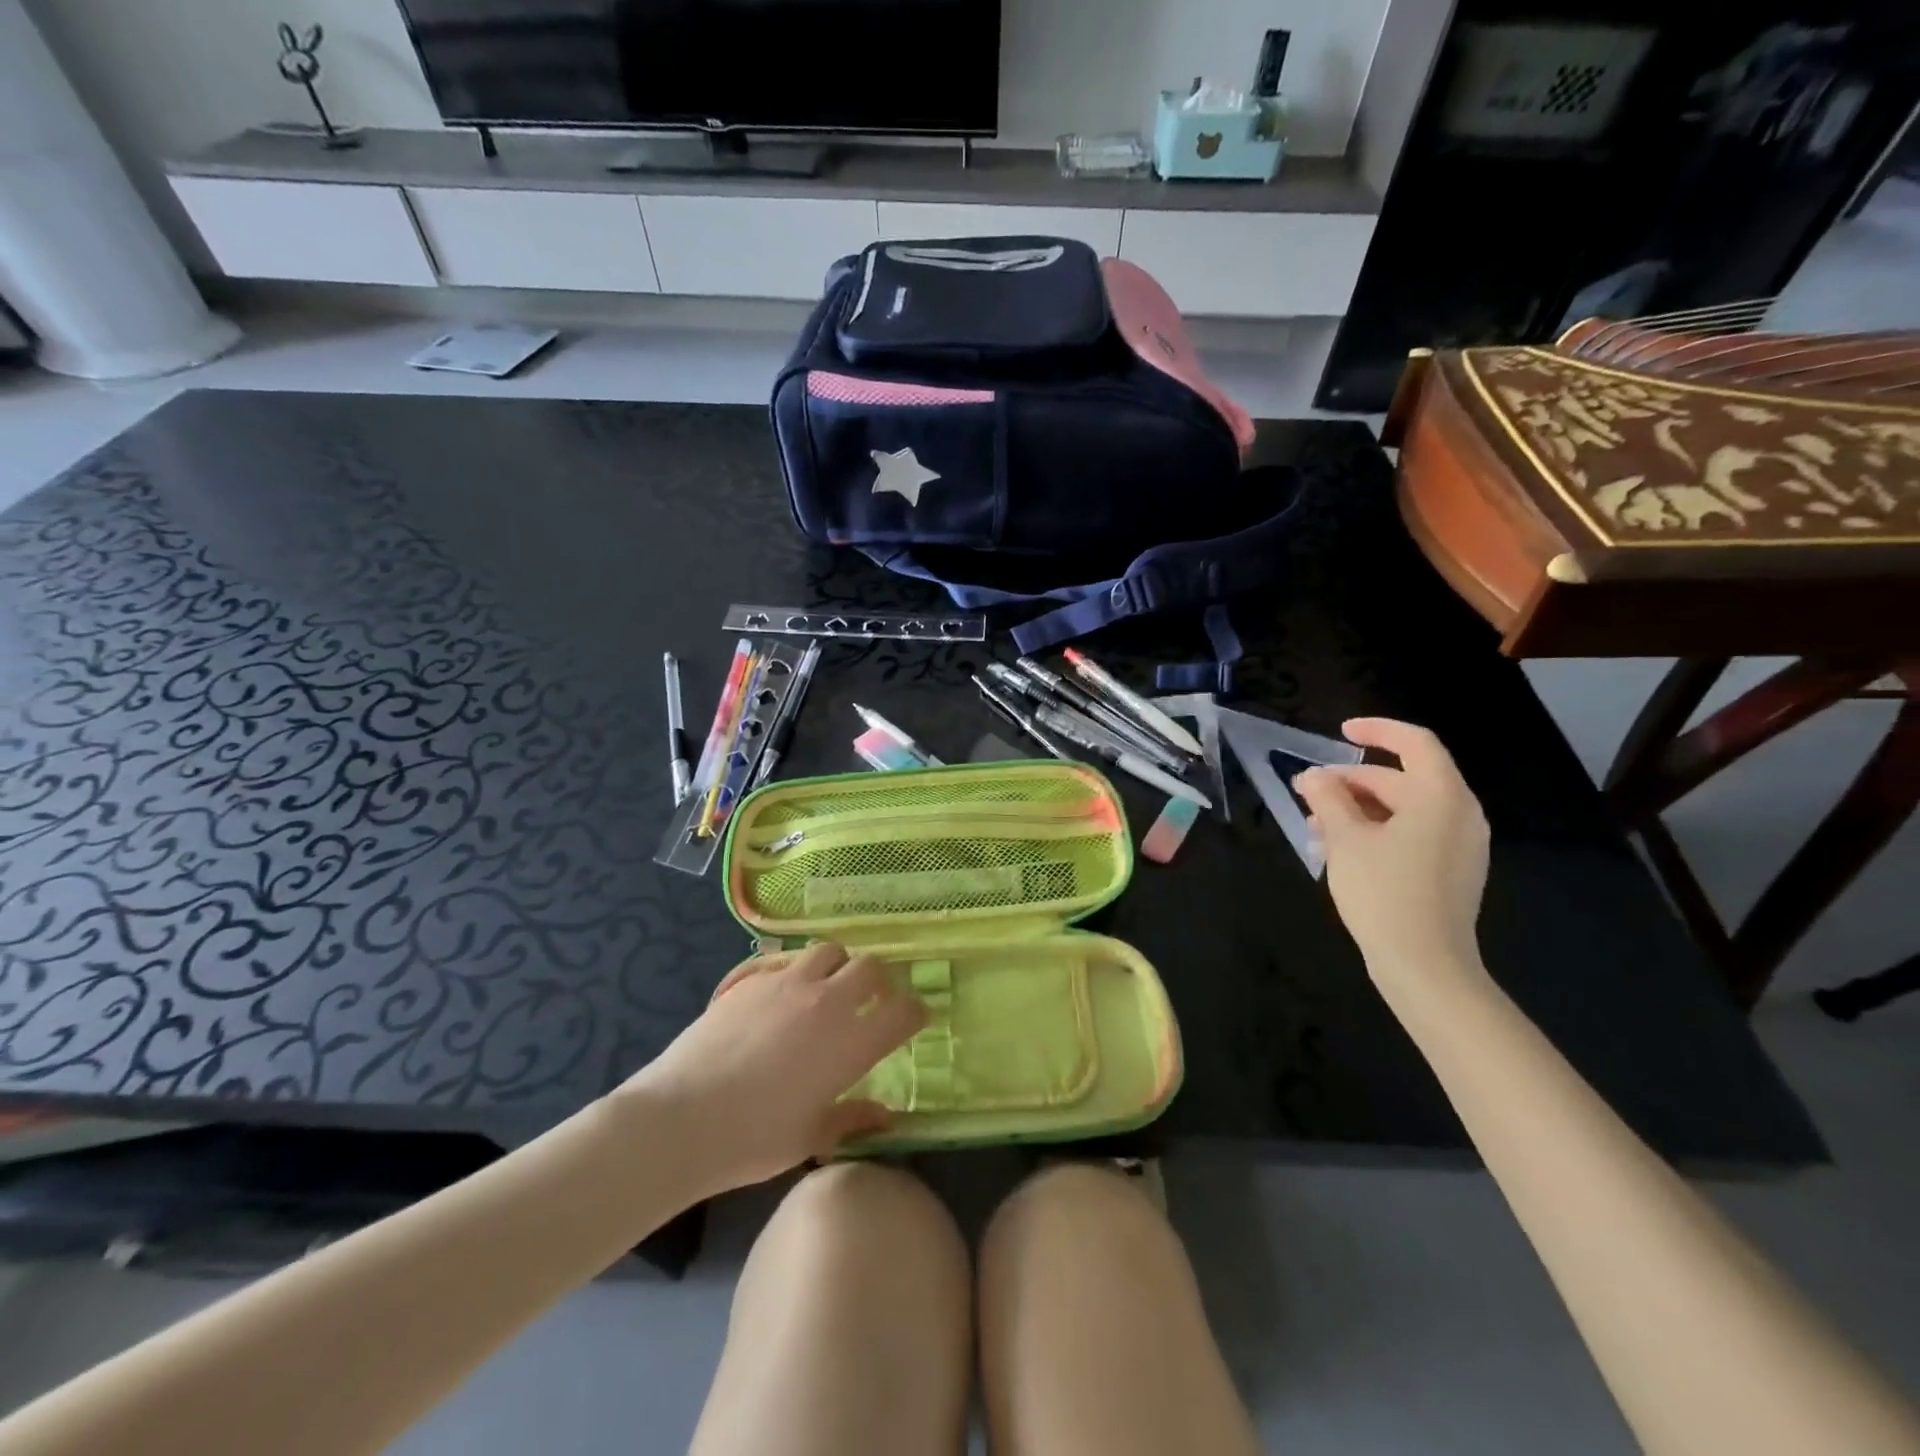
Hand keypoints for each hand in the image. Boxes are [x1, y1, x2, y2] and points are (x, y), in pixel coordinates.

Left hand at [628, 944, 926, 1195]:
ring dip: (837, 966)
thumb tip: (887, 1114)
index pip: (903, 1012)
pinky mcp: (754, 978)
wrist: (682, 1117)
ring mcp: (789, 983)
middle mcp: (828, 1002)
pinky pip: (787, 959)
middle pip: (870, 967)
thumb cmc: (753, 1138)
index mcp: (851, 1043)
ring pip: (830, 950)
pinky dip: (798, 971)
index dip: (915, 1012)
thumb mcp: (811, 1136)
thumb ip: (854, 1118)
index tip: (913, 1019)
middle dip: (879, 981)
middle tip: (871, 1001)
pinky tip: (783, 996)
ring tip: (827, 989)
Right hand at [1292, 718, 1491, 1001]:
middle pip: (1402, 779)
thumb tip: (1314, 777)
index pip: (1414, 743)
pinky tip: (1340, 851)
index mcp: (1441, 797)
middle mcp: (1459, 814)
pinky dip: (1376, 831)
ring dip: (1357, 810)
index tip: (1340, 733)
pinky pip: (1412, 834)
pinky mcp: (1451, 871)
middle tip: (1307, 793)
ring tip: (1315, 828)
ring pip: (1403, 810)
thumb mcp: (1346, 839)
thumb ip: (1328, 798)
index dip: (1377, 730)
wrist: (1425, 966)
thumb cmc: (1384, 892)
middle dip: (1351, 782)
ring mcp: (1459, 845)